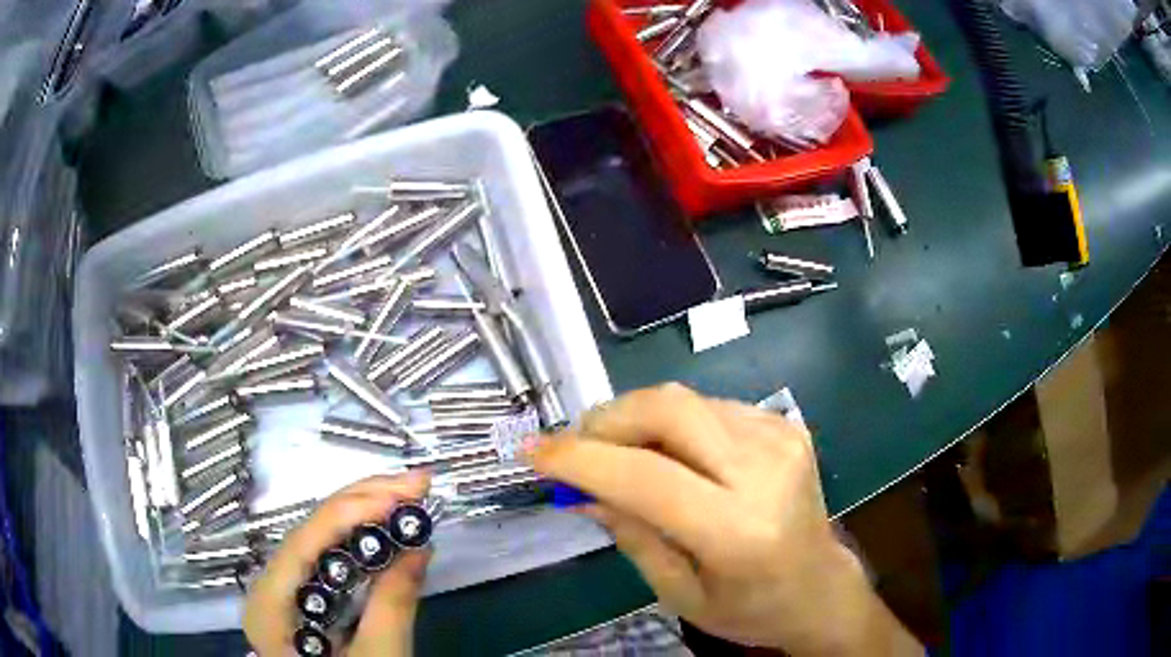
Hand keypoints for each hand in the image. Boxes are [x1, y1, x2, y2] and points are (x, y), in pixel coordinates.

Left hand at [244, 472, 431, 656]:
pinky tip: (386, 529)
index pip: (306, 539)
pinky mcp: (303, 597)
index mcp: (271, 603)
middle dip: (364, 502)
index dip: (354, 508)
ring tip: (407, 498)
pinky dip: (361, 541)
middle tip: (416, 484)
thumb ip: (394, 605)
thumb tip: (419, 544)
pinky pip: (329, 558)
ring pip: (320, 538)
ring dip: (365, 515)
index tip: (406, 492)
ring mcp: (284, 590)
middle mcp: (269, 586)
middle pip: (310, 529)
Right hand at [526, 383, 920, 655]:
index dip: (581, 458)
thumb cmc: (747, 608)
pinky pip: (710, 406)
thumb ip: (629, 533)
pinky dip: (673, 423)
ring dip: (635, 419)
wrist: (819, 587)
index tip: (535, 451)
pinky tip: (668, 453)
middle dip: (606, 420)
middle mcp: (766, 471)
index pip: (647, 476)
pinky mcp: (786, 425)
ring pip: (685, 399)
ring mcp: (781, 438)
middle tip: (575, 446)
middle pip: (669, 409)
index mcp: (738, 531)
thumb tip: (578, 488)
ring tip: (614, 452)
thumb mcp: (677, 591)